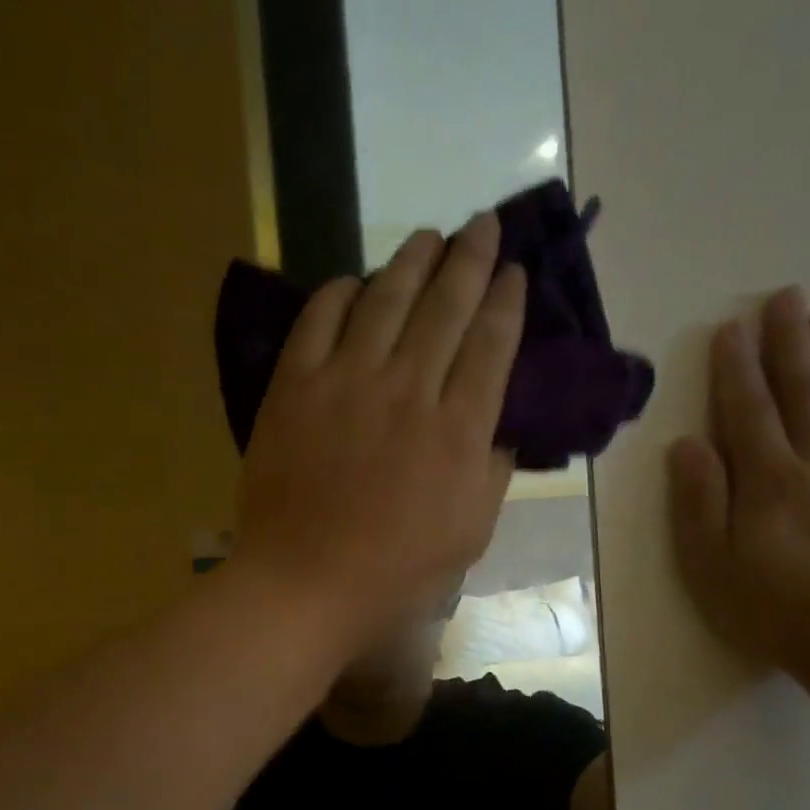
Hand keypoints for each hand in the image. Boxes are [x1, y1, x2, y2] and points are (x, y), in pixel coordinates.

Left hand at [234, 212, 525, 644]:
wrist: (305, 584)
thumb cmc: (395, 573)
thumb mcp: (470, 534)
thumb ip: (492, 472)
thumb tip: (499, 427)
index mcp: (458, 430)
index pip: (492, 345)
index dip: (506, 301)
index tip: (514, 271)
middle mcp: (409, 389)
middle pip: (446, 306)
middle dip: (470, 259)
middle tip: (482, 225)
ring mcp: (347, 382)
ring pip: (386, 300)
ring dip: (412, 260)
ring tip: (429, 236)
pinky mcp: (295, 387)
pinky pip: (319, 321)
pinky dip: (340, 294)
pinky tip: (355, 282)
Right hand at [668, 286, 809, 681]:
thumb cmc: (768, 607)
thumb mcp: (710, 562)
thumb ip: (699, 500)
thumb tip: (687, 444)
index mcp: (768, 479)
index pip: (747, 410)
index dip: (736, 368)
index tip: (731, 327)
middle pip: (801, 393)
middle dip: (789, 343)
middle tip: (787, 296)